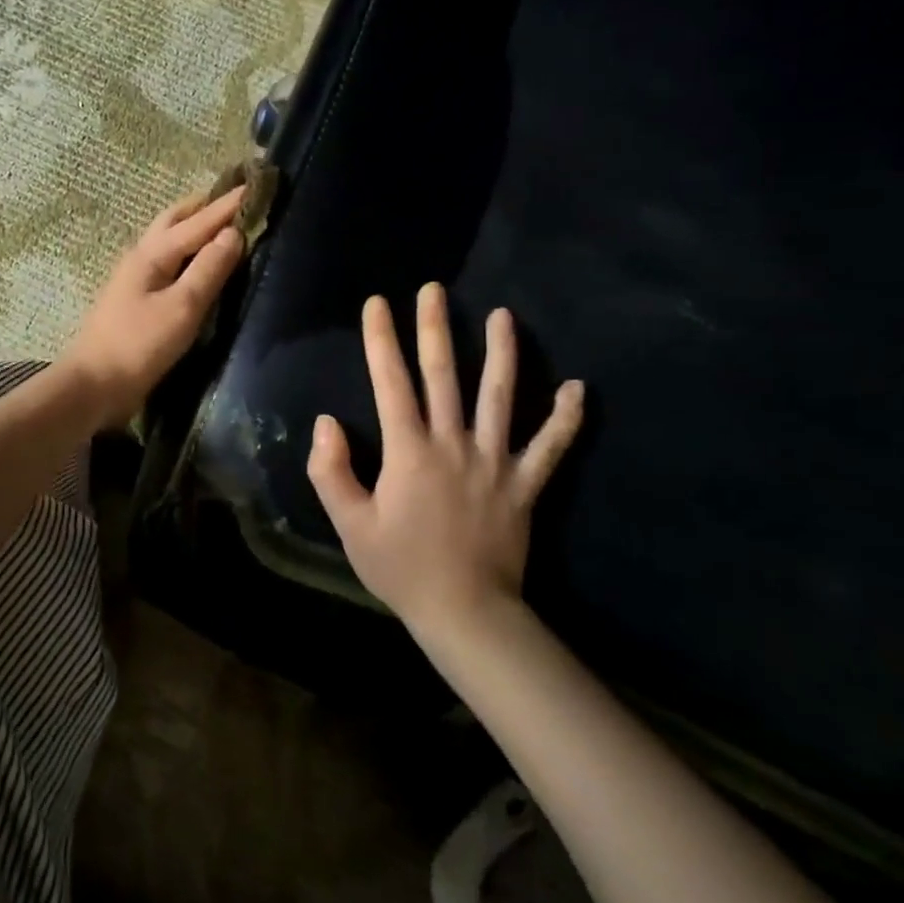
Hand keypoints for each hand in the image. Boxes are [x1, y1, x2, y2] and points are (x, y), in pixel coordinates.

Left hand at [57, 184, 247, 429]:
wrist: (94, 385)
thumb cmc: (139, 345)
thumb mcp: (182, 307)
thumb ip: (208, 269)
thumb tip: (233, 233)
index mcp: (152, 253)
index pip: (198, 221)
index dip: (228, 205)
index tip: (254, 184)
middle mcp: (142, 256)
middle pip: (175, 220)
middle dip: (206, 206)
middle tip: (235, 198)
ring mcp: (135, 277)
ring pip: (168, 238)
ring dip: (194, 225)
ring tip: (220, 223)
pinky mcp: (136, 298)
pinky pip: (167, 260)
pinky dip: (186, 249)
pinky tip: (195, 260)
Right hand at [306, 283, 584, 627]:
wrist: (465, 612)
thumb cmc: (401, 567)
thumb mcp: (350, 524)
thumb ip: (331, 471)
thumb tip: (325, 423)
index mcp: (409, 451)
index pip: (391, 382)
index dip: (381, 340)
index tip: (377, 304)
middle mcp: (453, 443)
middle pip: (443, 375)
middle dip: (435, 328)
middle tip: (434, 290)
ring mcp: (495, 461)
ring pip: (500, 396)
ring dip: (502, 353)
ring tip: (503, 315)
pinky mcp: (525, 484)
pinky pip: (550, 446)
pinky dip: (565, 418)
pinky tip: (578, 388)